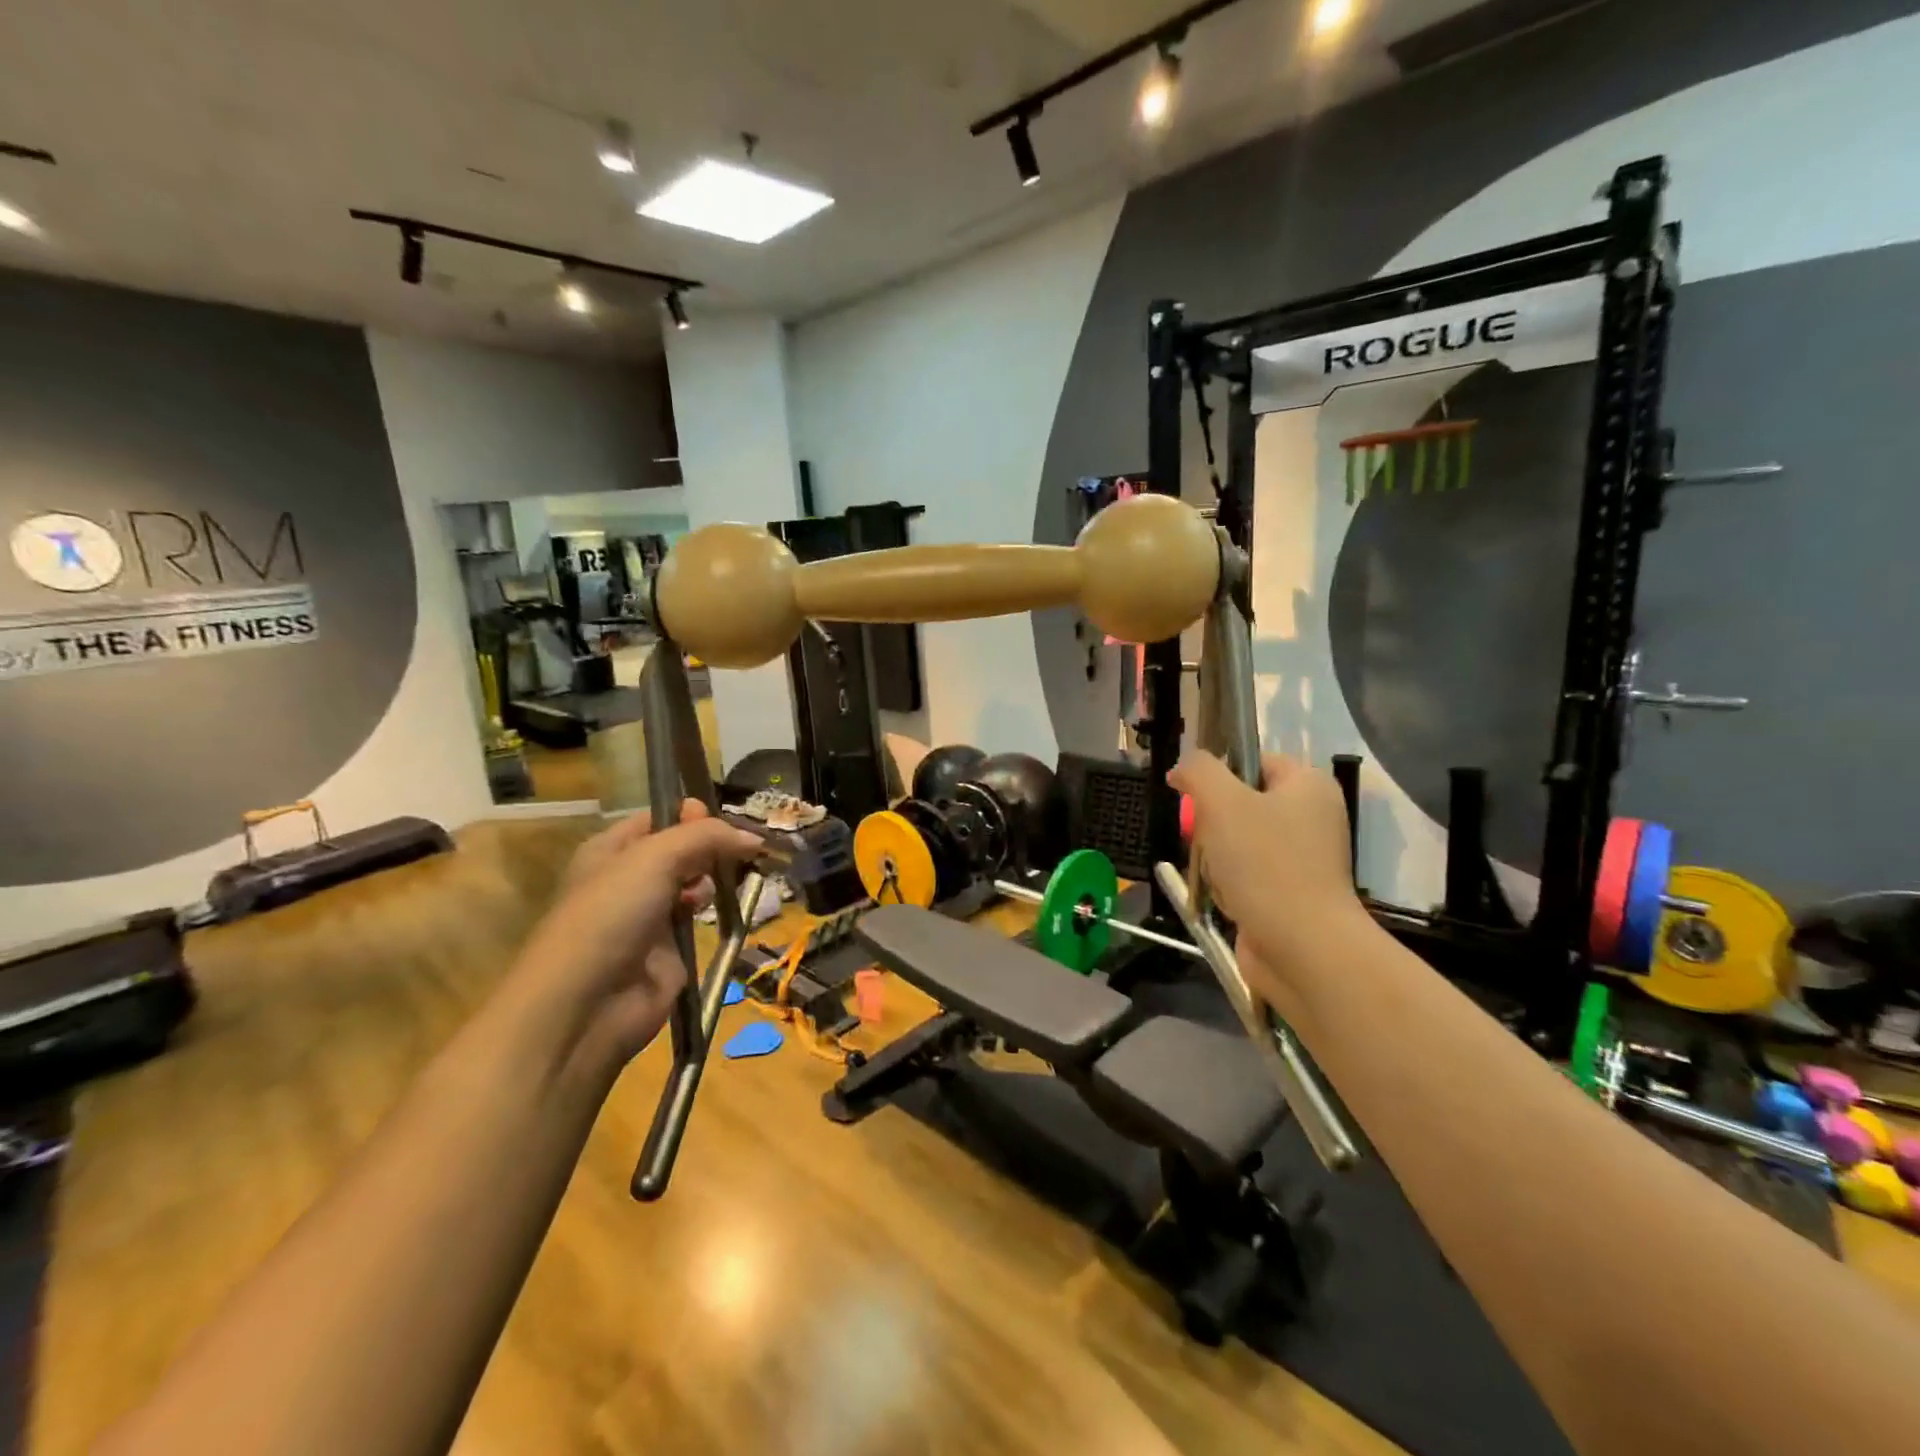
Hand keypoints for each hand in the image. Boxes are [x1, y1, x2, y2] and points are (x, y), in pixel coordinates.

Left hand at [507, 802, 764, 1076]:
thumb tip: (754, 838)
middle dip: (710, 845)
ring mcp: (649, 916)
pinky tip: (729, 905)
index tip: (722, 817)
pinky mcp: (669, 950)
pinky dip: (715, 911)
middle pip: (681, 850)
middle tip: (740, 847)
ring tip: (734, 876)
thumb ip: (706, 837)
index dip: (690, 814)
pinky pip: (699, 919)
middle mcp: (629, 879)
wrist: (586, 1005)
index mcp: (611, 850)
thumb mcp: (655, 857)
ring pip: (693, 883)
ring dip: (714, 877)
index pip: (658, 819)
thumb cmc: (610, 914)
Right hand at [1168, 751, 1365, 1011]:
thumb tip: (1181, 768)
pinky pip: (1243, 876)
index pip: (1253, 761)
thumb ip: (1198, 770)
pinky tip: (1224, 897)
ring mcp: (1302, 859)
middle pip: (1239, 803)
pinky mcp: (1288, 894)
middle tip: (1204, 840)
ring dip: (1214, 858)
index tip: (1193, 798)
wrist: (1301, 948)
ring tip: (1214, 875)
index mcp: (1308, 785)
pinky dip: (1226, 885)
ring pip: (1235, 842)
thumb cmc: (1264, 864)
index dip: (1218, 775)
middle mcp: (1311, 817)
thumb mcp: (1222, 801)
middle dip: (1211, 823)